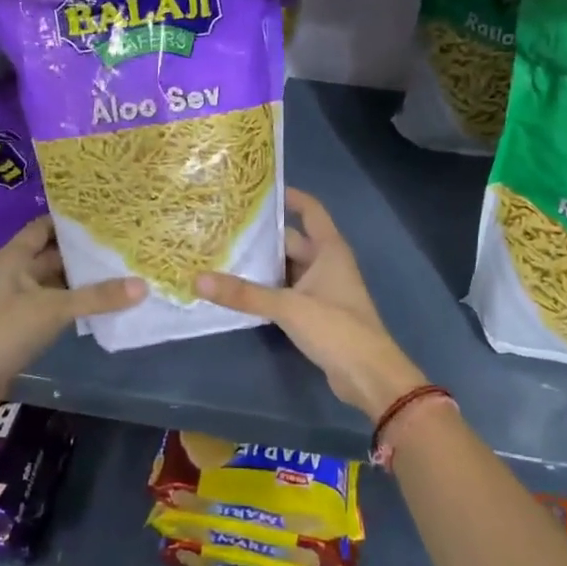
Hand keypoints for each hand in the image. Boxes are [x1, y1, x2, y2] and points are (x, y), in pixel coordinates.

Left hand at [0, 218, 143, 423]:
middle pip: (53, 255)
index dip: (70, 220)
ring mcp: (17, 302)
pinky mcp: (21, 328)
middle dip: (83, 252)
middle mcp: (14, 274)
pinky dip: (75, 305)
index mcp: (14, 257)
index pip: (44, 227)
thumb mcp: (54, 308)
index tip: (104, 216)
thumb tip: (143, 285)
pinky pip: (53, 308)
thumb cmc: (3, 330)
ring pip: (55, 283)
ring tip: (120, 271)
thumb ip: (97, 297)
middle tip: (121, 245)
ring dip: (81, 280)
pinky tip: (102, 306)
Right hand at [196, 188, 424, 420]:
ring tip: (224, 256)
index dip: (289, 197)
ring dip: (263, 265)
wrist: (368, 375)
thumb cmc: (336, 328)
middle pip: (292, 240)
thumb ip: (244, 294)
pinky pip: (288, 291)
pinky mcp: (317, 313)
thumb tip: (198, 279)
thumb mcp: (288, 307)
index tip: (258, 190)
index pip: (310, 210)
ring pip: (288, 268)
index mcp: (329, 250)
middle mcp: (327, 264)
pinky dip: (268, 289)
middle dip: (263, 236)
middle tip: (225, 228)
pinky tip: (241, 291)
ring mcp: (323, 289)